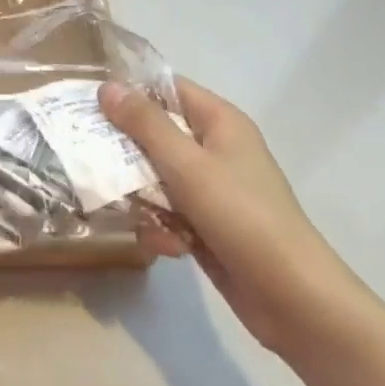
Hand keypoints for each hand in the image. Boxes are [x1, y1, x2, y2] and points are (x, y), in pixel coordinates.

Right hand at [101, 77, 353, 355]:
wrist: (294, 299)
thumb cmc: (242, 216)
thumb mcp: (187, 165)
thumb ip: (145, 124)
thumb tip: (107, 86)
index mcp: (220, 122)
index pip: (168, 88)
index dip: (130, 92)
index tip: (90, 104)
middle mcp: (216, 148)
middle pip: (156, 134)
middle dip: (128, 153)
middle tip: (95, 163)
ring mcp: (213, 189)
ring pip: (156, 177)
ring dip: (144, 199)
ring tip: (143, 218)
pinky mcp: (208, 224)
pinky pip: (168, 212)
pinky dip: (163, 228)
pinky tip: (169, 248)